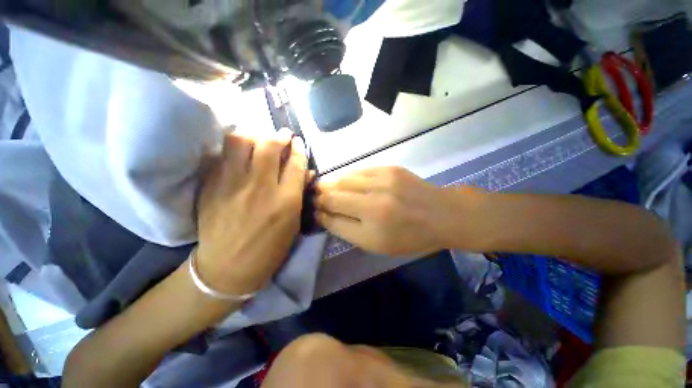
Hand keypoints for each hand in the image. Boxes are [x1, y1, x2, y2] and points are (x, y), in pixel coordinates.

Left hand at [196, 129, 307, 294]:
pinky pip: (221, 156)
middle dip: (279, 136)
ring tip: (258, 141)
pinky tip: (238, 155)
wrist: (227, 268)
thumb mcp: (293, 224)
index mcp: (286, 201)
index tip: (298, 143)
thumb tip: (306, 172)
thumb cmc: (269, 249)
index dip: (299, 149)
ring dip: (253, 136)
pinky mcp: (211, 187)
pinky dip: (232, 151)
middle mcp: (261, 187)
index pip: (296, 164)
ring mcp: (232, 184)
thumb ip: (299, 194)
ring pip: (241, 142)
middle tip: (282, 136)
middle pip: (270, 146)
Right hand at [315, 167, 480, 256]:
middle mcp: (375, 202)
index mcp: (372, 228)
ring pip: (344, 179)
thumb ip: (347, 230)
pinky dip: (349, 176)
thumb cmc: (409, 236)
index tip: (314, 210)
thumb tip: (324, 216)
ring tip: (326, 187)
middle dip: (321, 196)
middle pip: (335, 195)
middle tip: (315, 197)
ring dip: (332, 184)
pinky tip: (346, 181)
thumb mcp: (377, 244)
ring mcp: (383, 181)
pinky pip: (360, 170)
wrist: (441, 214)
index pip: (333, 217)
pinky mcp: (390, 168)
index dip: (320, 213)